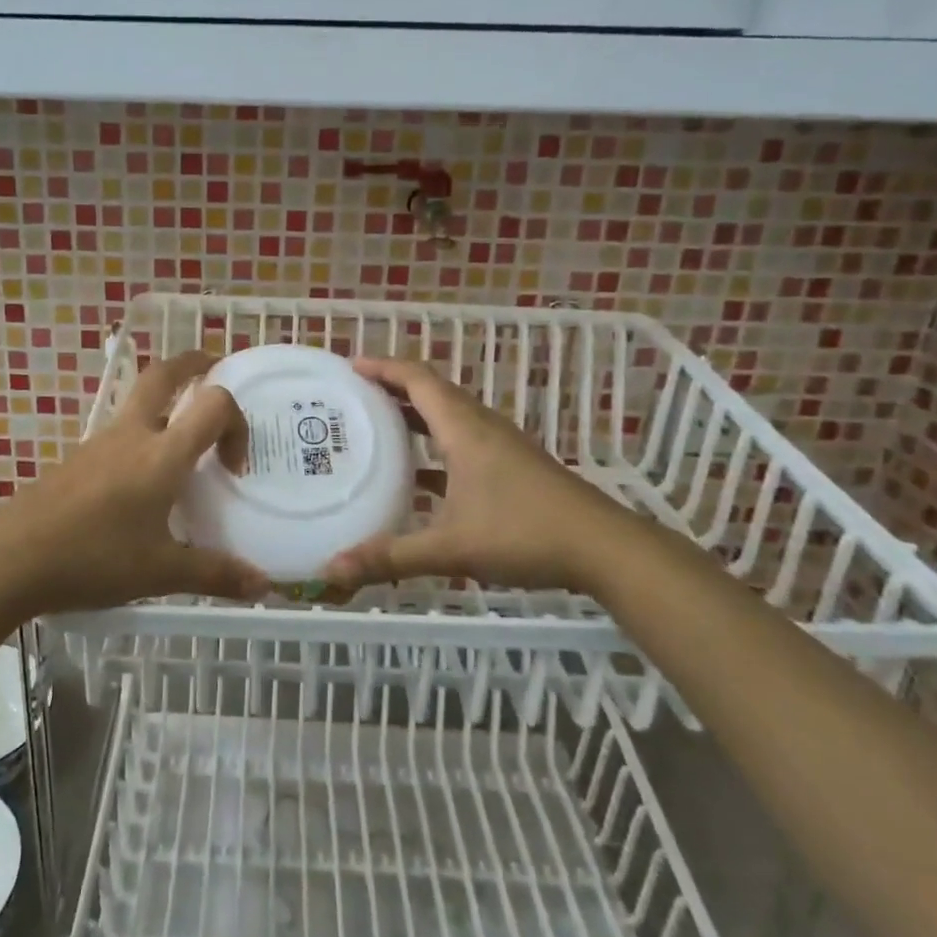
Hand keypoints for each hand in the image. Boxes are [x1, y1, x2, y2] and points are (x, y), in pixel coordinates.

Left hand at [0, 351, 270, 615]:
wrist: (11, 559)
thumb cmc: (94, 558)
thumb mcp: (161, 572)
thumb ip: (215, 574)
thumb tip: (264, 586)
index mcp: (162, 454)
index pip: (214, 405)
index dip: (236, 424)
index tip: (233, 469)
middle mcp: (132, 435)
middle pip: (163, 374)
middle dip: (193, 363)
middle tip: (214, 367)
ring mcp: (98, 443)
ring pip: (138, 402)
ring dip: (166, 403)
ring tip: (183, 441)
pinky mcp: (76, 460)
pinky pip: (118, 433)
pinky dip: (141, 436)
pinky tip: (140, 483)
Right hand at [321, 356, 634, 593]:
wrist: (604, 548)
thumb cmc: (524, 533)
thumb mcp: (451, 547)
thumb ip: (391, 557)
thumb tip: (333, 569)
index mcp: (464, 429)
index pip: (417, 379)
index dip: (382, 367)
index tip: (349, 367)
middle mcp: (481, 427)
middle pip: (432, 391)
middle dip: (392, 387)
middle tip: (353, 397)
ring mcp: (500, 446)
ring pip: (449, 416)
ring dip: (414, 415)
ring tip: (377, 427)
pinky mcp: (513, 467)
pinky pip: (463, 441)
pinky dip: (435, 445)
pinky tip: (419, 476)